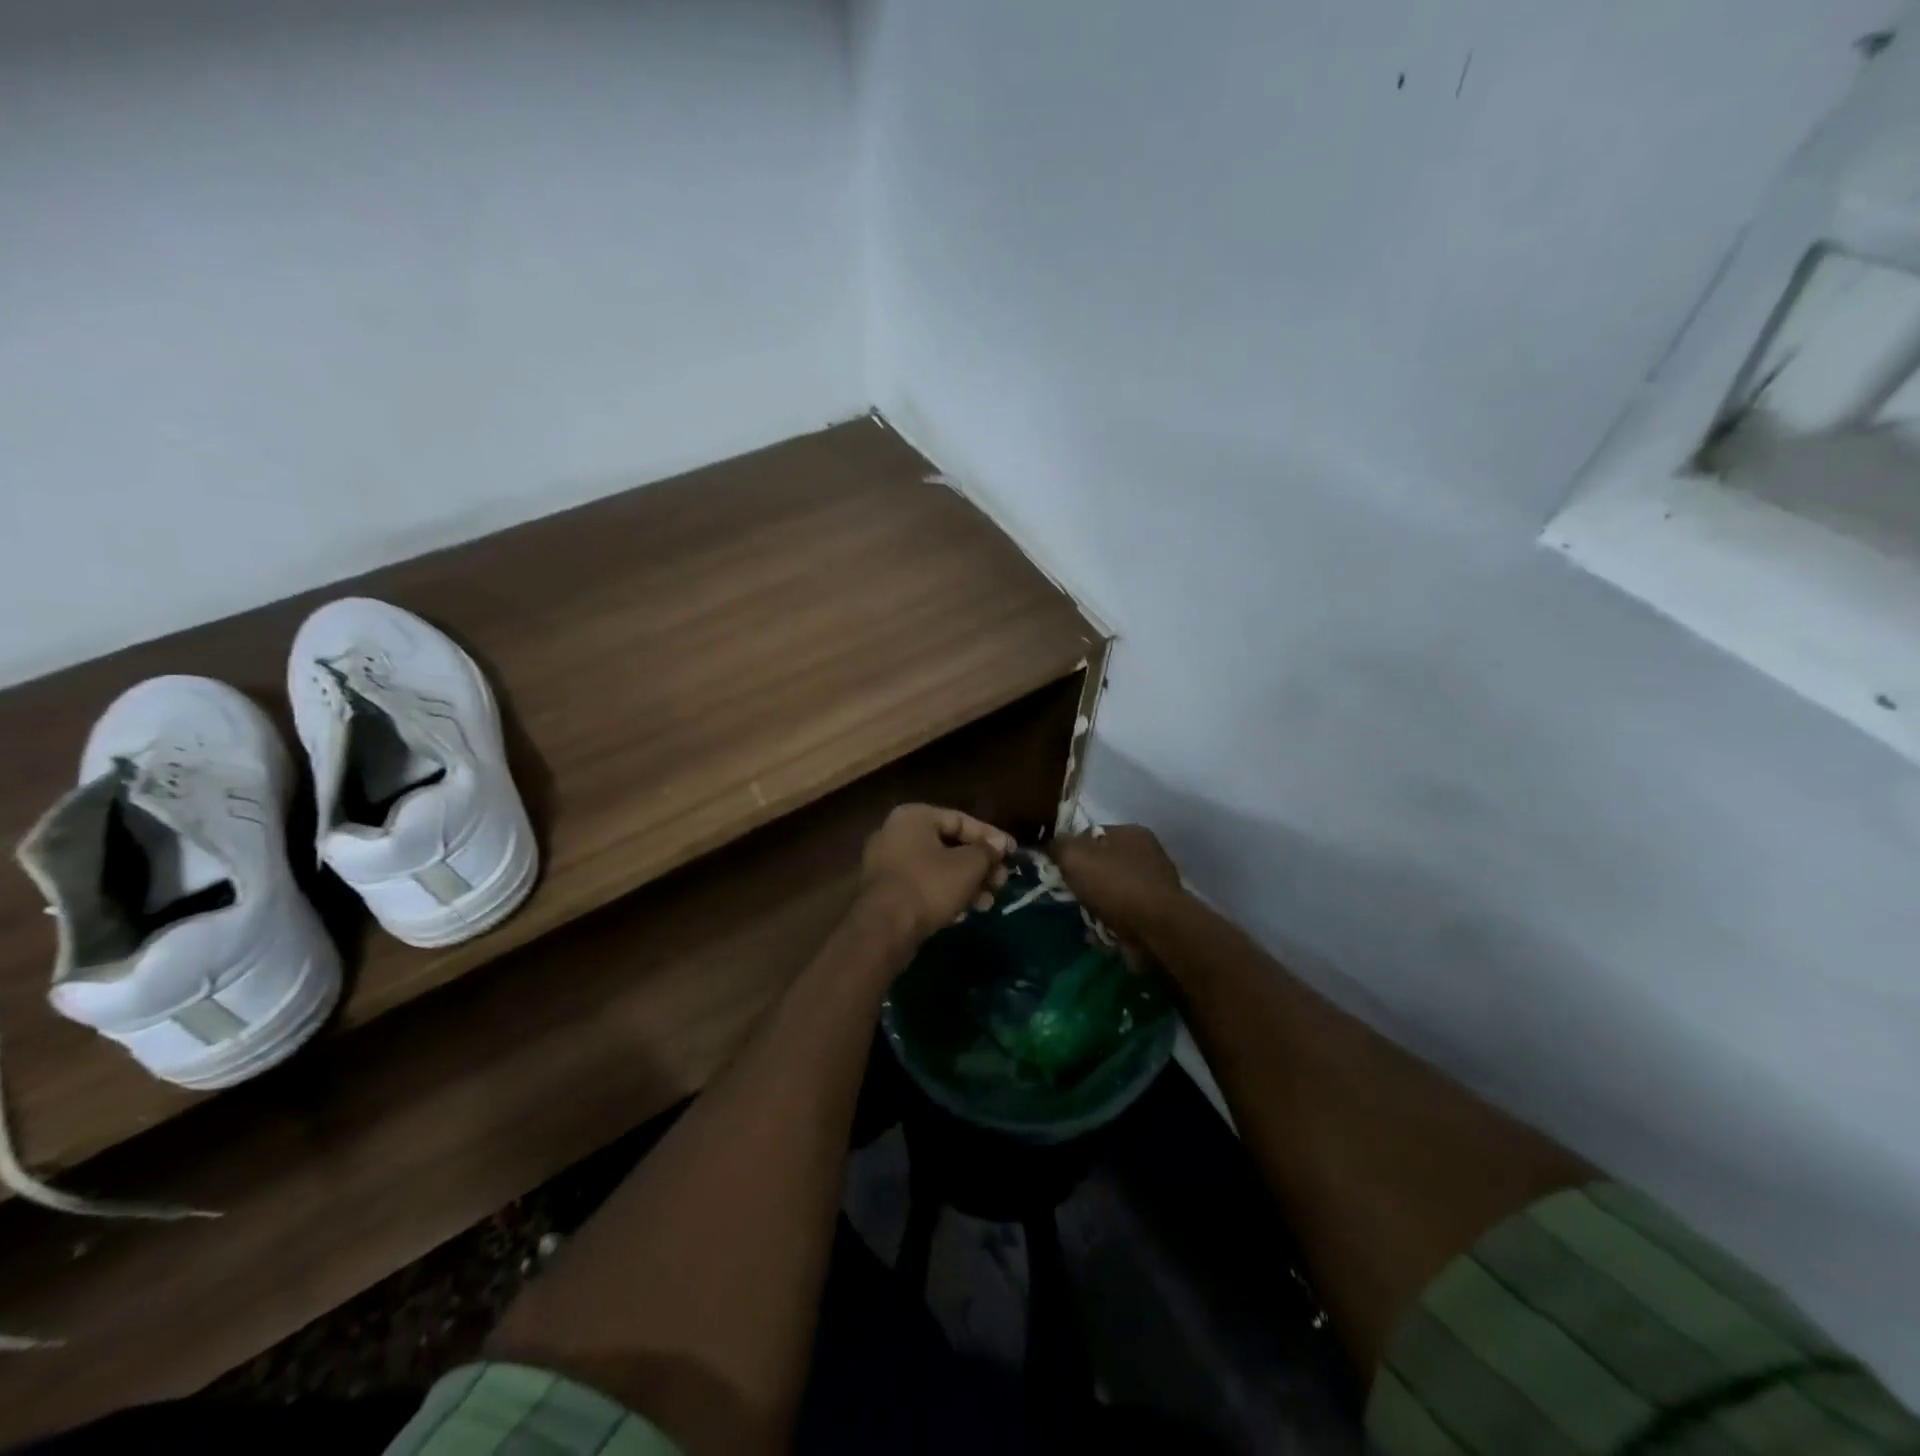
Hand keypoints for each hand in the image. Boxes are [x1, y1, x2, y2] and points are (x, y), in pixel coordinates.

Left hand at [860, 804, 1015, 946]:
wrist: (883, 929)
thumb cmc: (928, 886)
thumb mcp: (967, 866)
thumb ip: (987, 851)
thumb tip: (999, 844)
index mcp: (914, 817)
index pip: (961, 819)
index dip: (990, 837)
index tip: (1012, 853)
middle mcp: (896, 833)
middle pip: (949, 845)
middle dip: (979, 866)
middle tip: (1001, 883)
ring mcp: (886, 863)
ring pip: (937, 868)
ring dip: (966, 884)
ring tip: (987, 903)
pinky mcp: (885, 891)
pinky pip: (922, 885)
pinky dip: (944, 895)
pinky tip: (963, 913)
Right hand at [1052, 824, 1184, 942]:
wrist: (1155, 928)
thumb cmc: (1114, 884)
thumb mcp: (1074, 856)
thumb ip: (1058, 845)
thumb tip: (1052, 845)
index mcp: (1131, 833)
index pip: (1092, 834)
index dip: (1072, 849)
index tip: (1058, 868)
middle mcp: (1147, 854)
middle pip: (1102, 864)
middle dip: (1084, 881)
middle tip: (1070, 895)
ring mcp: (1154, 885)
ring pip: (1111, 891)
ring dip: (1096, 905)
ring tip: (1085, 917)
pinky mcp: (1156, 914)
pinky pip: (1123, 915)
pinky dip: (1110, 922)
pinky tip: (1098, 932)